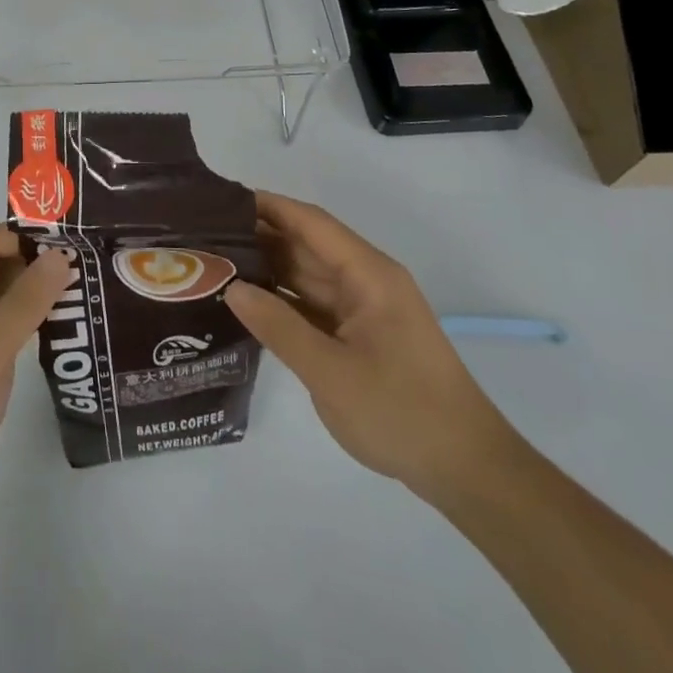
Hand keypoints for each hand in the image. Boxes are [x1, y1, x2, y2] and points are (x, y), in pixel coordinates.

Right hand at [224, 192, 515, 499]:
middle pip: (305, 245)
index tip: (220, 200)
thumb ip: (279, 327)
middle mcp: (366, 281)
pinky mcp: (360, 335)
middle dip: (258, 236)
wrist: (468, 472)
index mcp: (368, 274)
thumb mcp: (332, 373)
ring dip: (267, 268)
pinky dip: (282, 300)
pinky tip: (247, 301)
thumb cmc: (403, 414)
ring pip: (307, 275)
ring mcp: (364, 309)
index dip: (267, 206)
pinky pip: (314, 304)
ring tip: (214, 263)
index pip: (310, 222)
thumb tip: (231, 288)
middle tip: (204, 236)